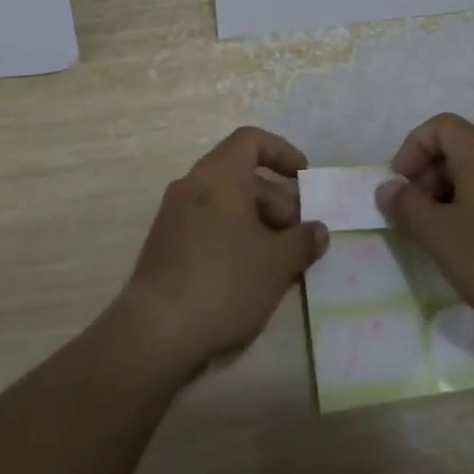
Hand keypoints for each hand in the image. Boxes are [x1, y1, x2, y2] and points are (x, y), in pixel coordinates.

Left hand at [117, 127, 328, 376]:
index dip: (281, 152)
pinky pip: (208, 228)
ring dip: (258, 224)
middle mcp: (192, 185)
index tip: (303, 176)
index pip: (251, 140)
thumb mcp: (277, 262)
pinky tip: (252, 276)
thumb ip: (303, 241)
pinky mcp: (166, 247)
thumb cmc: (224, 281)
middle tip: (299, 234)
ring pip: (226, 205)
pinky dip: (234, 239)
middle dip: (276, 199)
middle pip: (241, 175)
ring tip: (282, 260)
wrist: (155, 333)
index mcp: (218, 175)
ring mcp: (174, 217)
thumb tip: (318, 231)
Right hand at [376, 113, 473, 352]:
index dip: (413, 148)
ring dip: (447, 198)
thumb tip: (387, 188)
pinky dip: (471, 214)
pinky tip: (467, 252)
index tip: (400, 185)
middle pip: (459, 150)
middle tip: (413, 215)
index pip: (442, 126)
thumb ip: (407, 206)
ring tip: (436, 237)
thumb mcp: (439, 235)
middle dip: (427, 176)